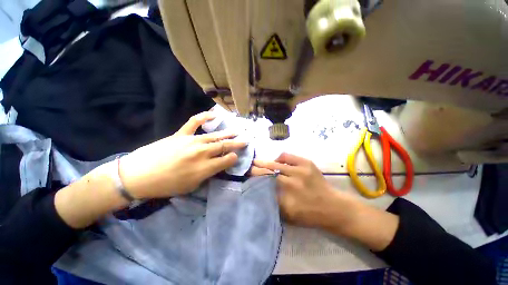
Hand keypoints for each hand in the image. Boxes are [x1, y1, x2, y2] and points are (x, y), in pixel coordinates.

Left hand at [119, 112, 246, 198]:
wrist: (138, 176)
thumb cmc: (166, 186)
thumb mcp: (191, 187)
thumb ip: (207, 175)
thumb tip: (216, 166)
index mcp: (205, 168)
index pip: (227, 160)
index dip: (234, 157)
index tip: (237, 156)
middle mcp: (202, 152)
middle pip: (224, 145)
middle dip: (237, 143)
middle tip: (246, 140)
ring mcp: (192, 141)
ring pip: (215, 135)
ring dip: (228, 133)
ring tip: (237, 131)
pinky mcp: (181, 134)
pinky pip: (195, 122)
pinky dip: (205, 117)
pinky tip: (214, 115)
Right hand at [253, 153, 349, 227]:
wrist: (333, 207)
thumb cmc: (309, 215)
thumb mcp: (288, 217)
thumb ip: (273, 203)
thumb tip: (259, 190)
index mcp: (286, 199)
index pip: (264, 185)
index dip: (254, 179)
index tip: (247, 175)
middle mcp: (291, 183)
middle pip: (268, 172)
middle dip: (256, 169)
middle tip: (249, 166)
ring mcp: (300, 171)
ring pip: (276, 163)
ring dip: (265, 162)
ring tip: (259, 162)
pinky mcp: (306, 163)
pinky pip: (287, 156)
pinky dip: (279, 157)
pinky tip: (277, 161)